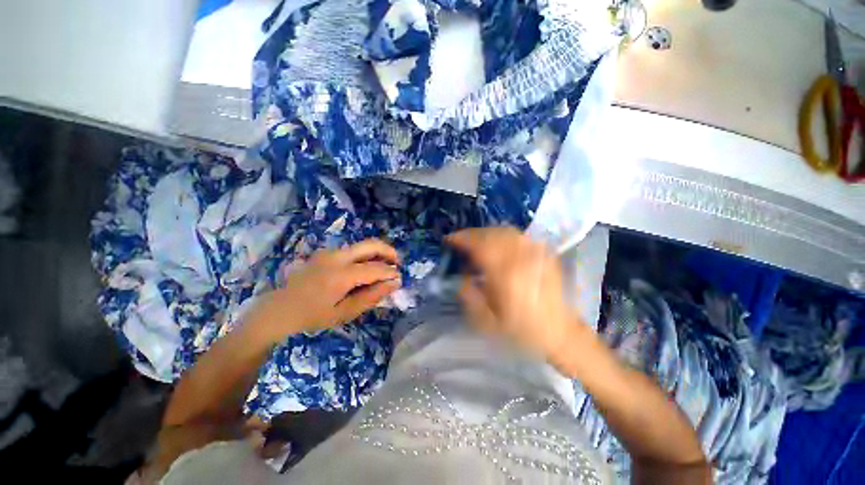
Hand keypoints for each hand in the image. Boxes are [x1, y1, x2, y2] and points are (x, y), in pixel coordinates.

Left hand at [246, 239, 401, 343]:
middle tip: (397, 262)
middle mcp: (337, 257)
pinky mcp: (325, 253)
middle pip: (370, 244)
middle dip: (388, 251)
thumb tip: (394, 283)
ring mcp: (329, 252)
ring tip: (384, 267)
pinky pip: (352, 250)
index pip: (375, 268)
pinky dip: (365, 255)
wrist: (278, 310)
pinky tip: (366, 269)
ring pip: (362, 245)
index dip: (390, 272)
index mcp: (341, 274)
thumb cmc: (312, 317)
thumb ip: (371, 296)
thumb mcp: (345, 313)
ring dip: (377, 253)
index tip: (400, 278)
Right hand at [446, 227, 585, 365]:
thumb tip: (460, 275)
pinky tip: (498, 243)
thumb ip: (469, 295)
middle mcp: (522, 259)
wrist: (561, 333)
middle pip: (492, 234)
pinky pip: (520, 236)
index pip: (480, 246)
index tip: (449, 239)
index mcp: (506, 276)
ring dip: (487, 232)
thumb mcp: (487, 321)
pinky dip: (503, 235)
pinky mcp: (544, 254)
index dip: (462, 238)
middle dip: (472, 234)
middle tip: (460, 240)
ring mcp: (536, 254)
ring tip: (477, 241)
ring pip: (506, 231)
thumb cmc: (522, 331)